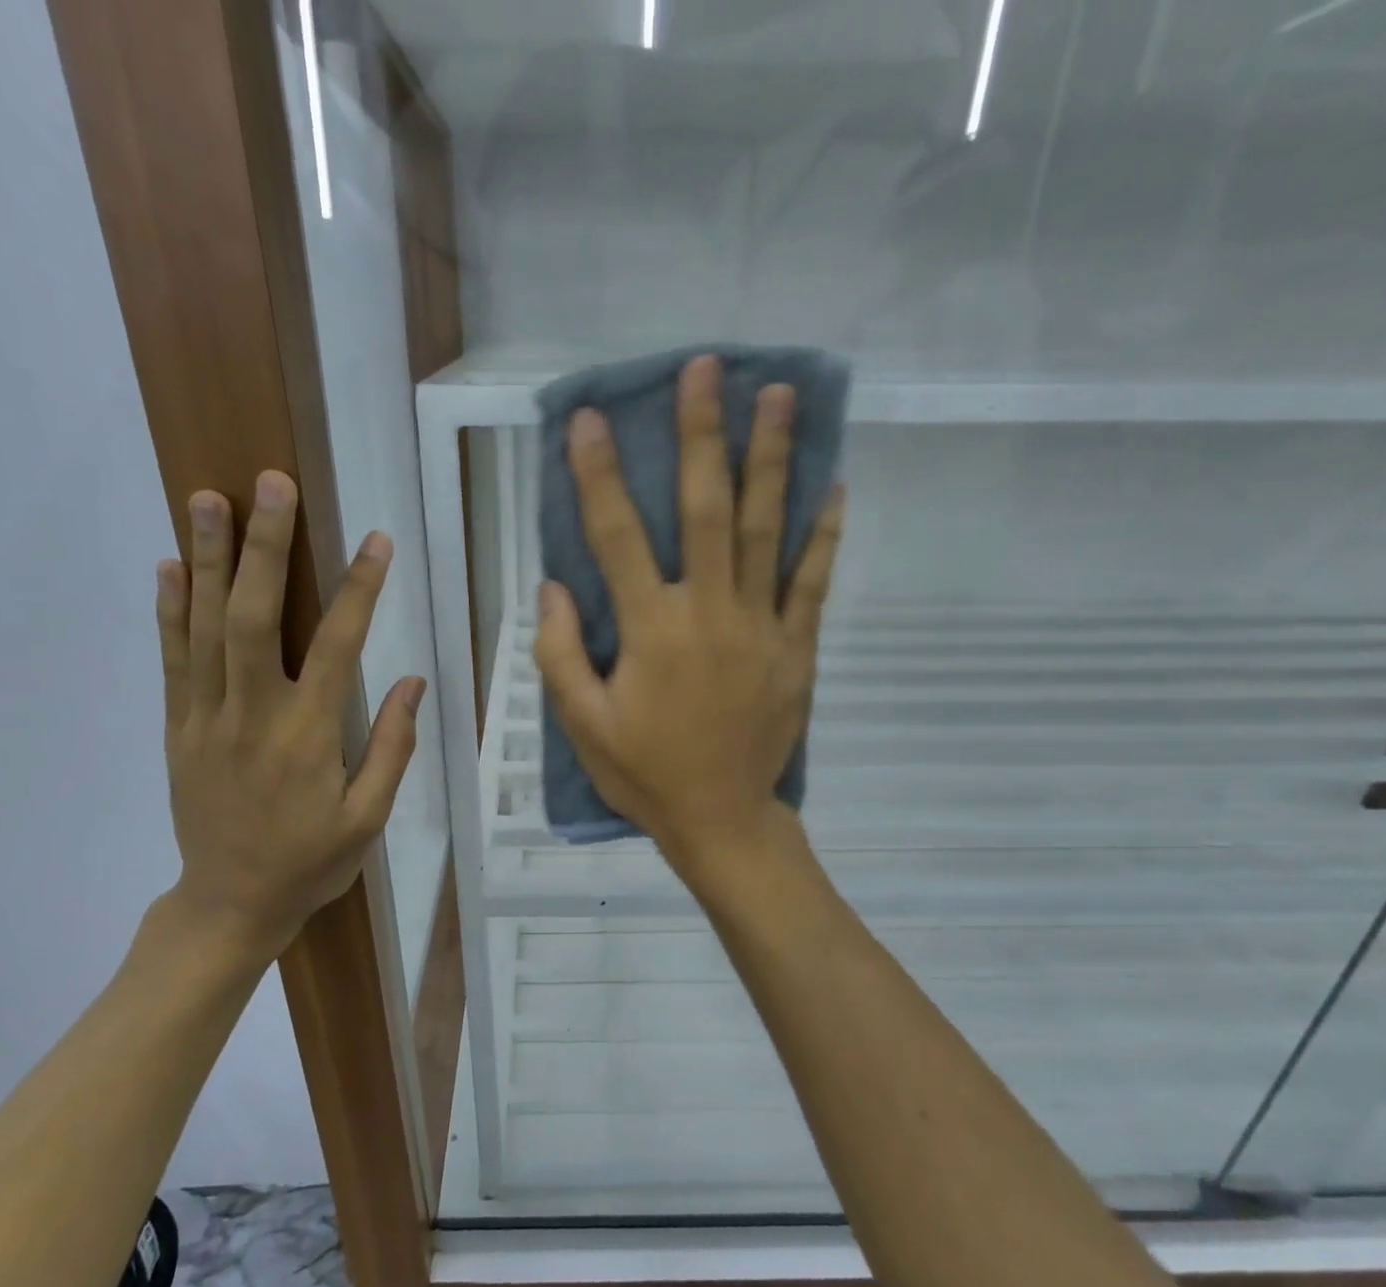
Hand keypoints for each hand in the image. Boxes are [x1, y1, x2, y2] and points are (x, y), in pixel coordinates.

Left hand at [156, 472, 422, 952]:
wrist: (230, 903)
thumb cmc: (311, 862)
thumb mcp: (368, 818)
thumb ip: (390, 747)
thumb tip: (410, 680)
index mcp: (308, 736)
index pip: (338, 646)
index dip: (359, 589)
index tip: (376, 541)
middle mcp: (253, 714)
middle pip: (254, 615)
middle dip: (264, 545)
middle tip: (270, 484)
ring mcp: (206, 717)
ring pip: (204, 625)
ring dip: (206, 557)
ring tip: (206, 497)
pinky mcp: (178, 727)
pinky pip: (172, 659)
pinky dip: (170, 609)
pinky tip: (170, 565)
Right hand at [533, 353, 843, 870]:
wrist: (722, 819)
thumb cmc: (645, 774)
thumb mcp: (583, 725)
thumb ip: (557, 655)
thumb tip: (551, 586)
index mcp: (650, 632)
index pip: (618, 537)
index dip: (599, 476)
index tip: (590, 419)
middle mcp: (708, 614)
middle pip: (707, 510)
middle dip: (703, 435)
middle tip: (707, 368)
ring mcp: (761, 628)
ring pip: (768, 530)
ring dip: (773, 458)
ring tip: (780, 395)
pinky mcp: (797, 648)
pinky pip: (813, 582)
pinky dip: (824, 533)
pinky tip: (833, 486)